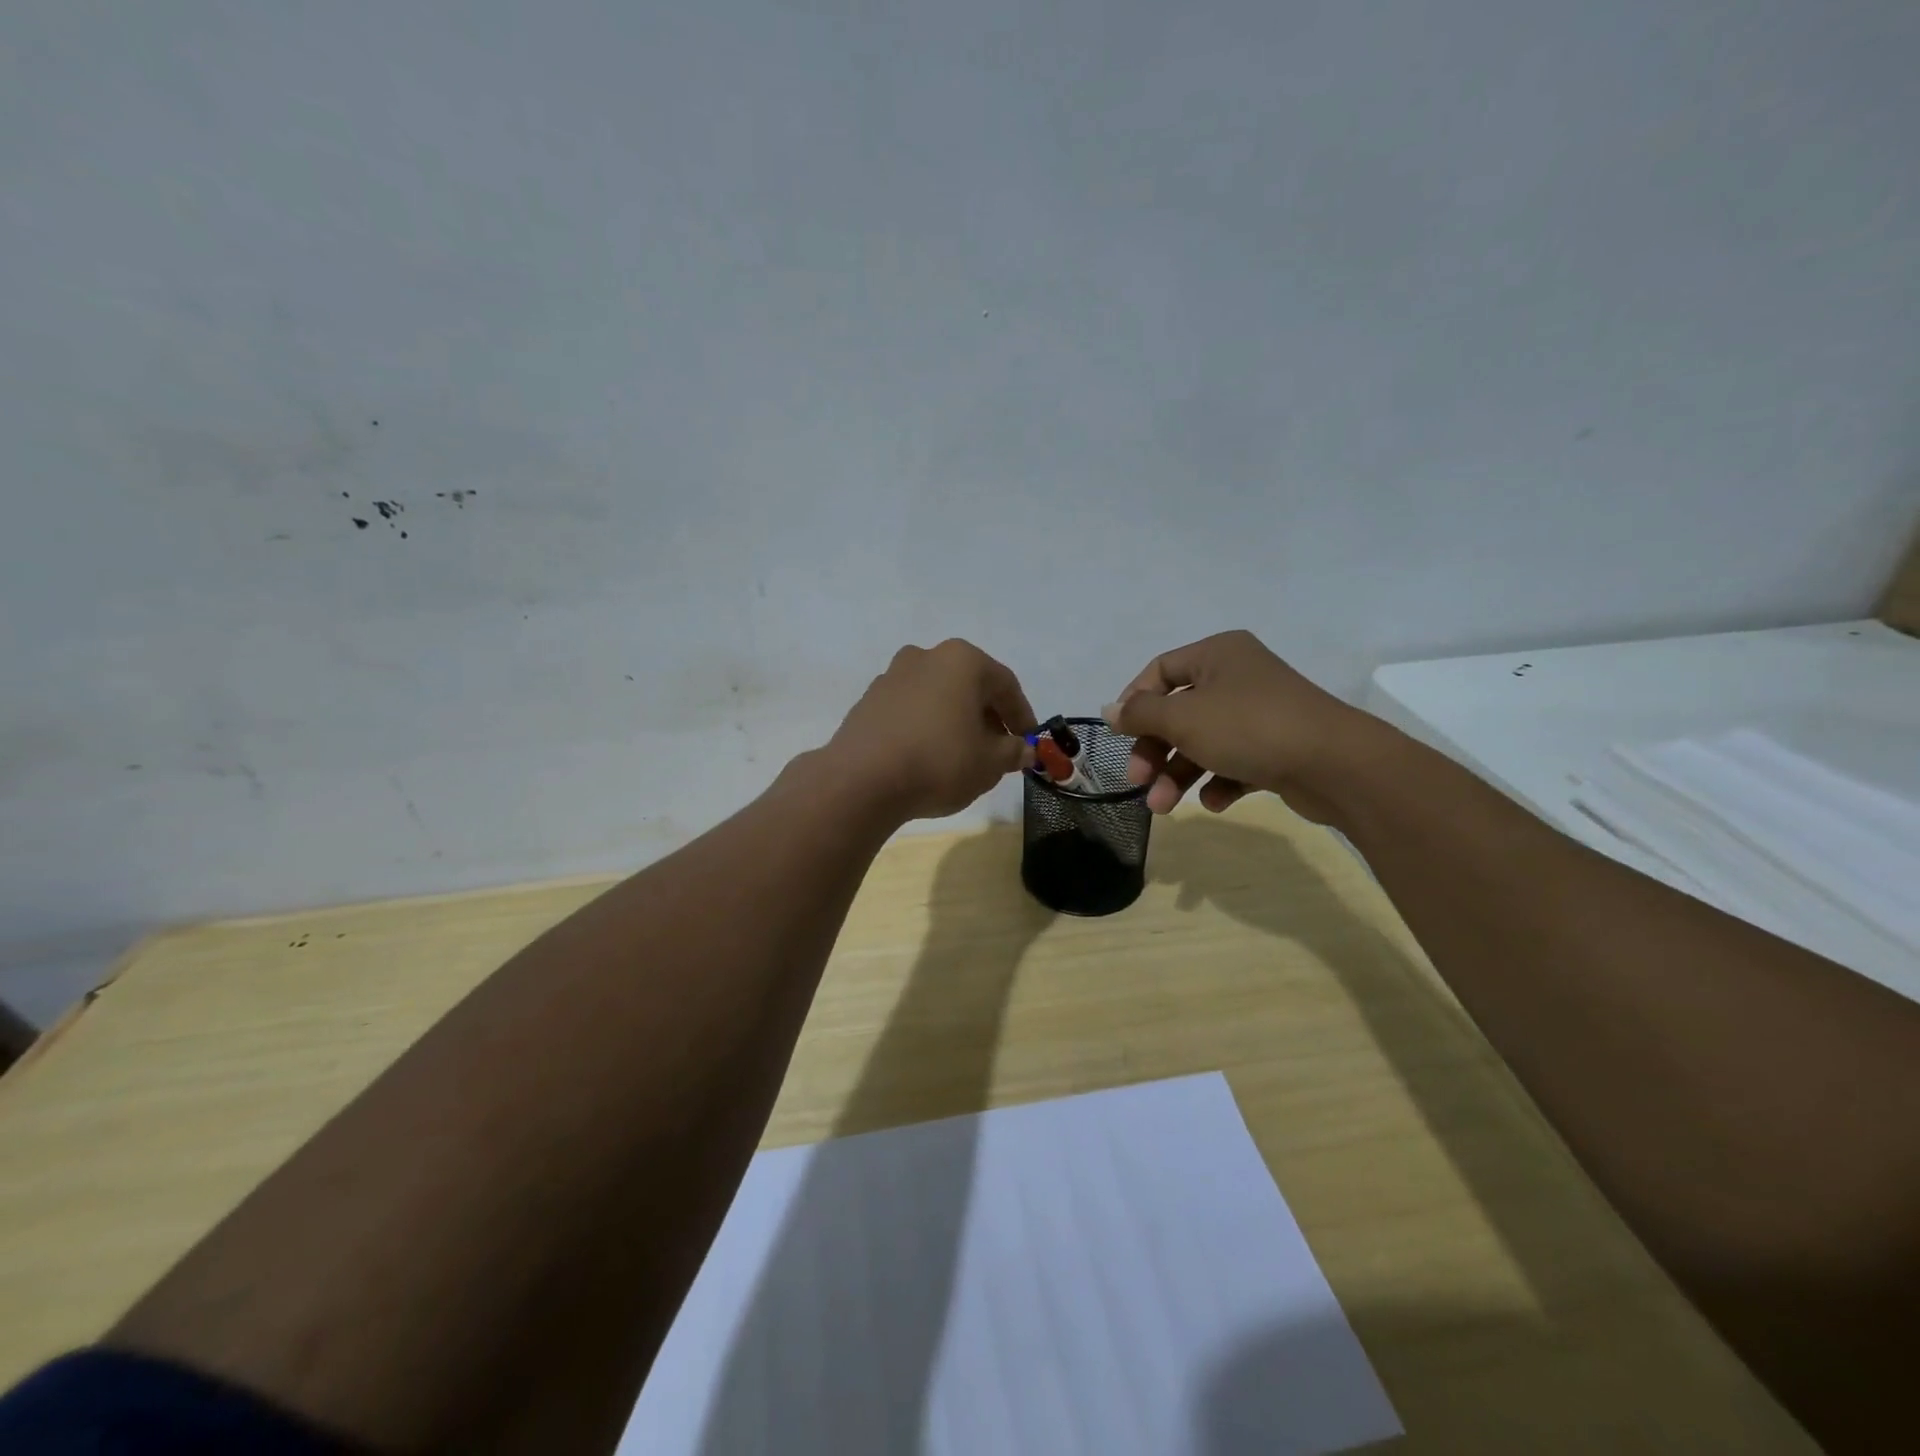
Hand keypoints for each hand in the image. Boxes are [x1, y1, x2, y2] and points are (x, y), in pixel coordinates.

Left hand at [825, 639, 1037, 821]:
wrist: (861, 780)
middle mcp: (925, 656)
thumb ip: (1012, 752)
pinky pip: (910, 710)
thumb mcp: (989, 763)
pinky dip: (926, 726)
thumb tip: (1024, 750)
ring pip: (938, 696)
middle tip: (998, 750)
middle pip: (969, 685)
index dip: (1022, 716)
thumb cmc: (939, 762)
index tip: (1029, 743)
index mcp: (962, 660)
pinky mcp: (868, 701)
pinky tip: (928, 756)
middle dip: (988, 716)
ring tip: (963, 755)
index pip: (1005, 685)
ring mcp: (892, 676)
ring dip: (956, 720)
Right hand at [1102, 630, 1379, 821]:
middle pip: (1179, 712)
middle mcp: (1238, 677)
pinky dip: (1218, 781)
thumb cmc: (1248, 727)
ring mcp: (1260, 713)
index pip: (1160, 671)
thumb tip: (1108, 710)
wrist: (1335, 764)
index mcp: (1217, 654)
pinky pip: (1234, 761)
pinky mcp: (1277, 747)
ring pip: (1204, 741)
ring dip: (1179, 774)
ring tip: (1165, 807)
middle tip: (1139, 780)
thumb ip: (1140, 714)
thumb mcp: (1183, 718)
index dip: (1134, 702)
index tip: (1119, 736)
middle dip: (1156, 751)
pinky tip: (1215, 801)